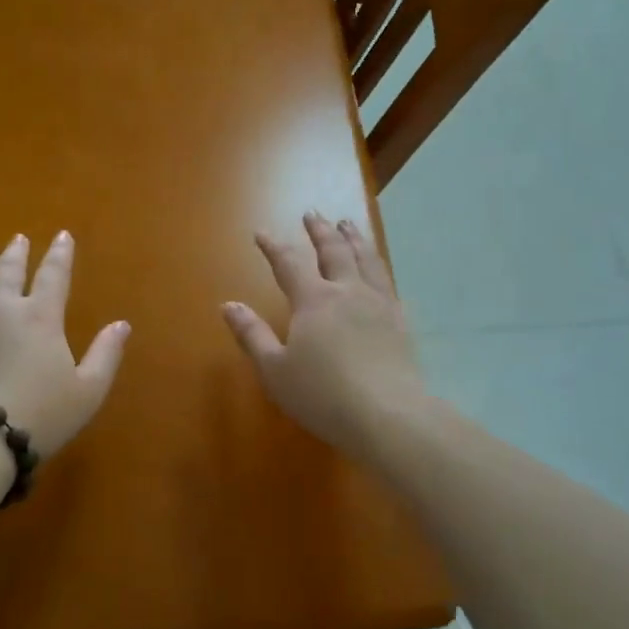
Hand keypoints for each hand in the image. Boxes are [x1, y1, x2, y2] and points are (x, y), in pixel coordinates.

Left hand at [0, 233, 129, 458]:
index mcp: (41, 317)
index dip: (60, 254)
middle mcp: (2, 308)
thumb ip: (106, 354)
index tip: (62, 236)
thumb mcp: (88, 391)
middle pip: (9, 271)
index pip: (53, 275)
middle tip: (19, 239)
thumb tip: (122, 324)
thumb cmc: (39, 416)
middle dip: (17, 253)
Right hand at [222, 213, 425, 456]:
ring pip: (366, 259)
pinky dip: (378, 266)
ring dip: (354, 238)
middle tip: (312, 213)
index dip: (273, 246)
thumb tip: (228, 305)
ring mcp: (379, 303)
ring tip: (348, 224)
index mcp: (313, 300)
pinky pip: (388, 282)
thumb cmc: (322, 395)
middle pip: (333, 250)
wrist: (388, 415)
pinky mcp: (400, 321)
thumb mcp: (275, 370)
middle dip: (320, 231)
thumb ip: (252, 335)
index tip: (261, 233)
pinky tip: (378, 269)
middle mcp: (347, 292)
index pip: (288, 264)